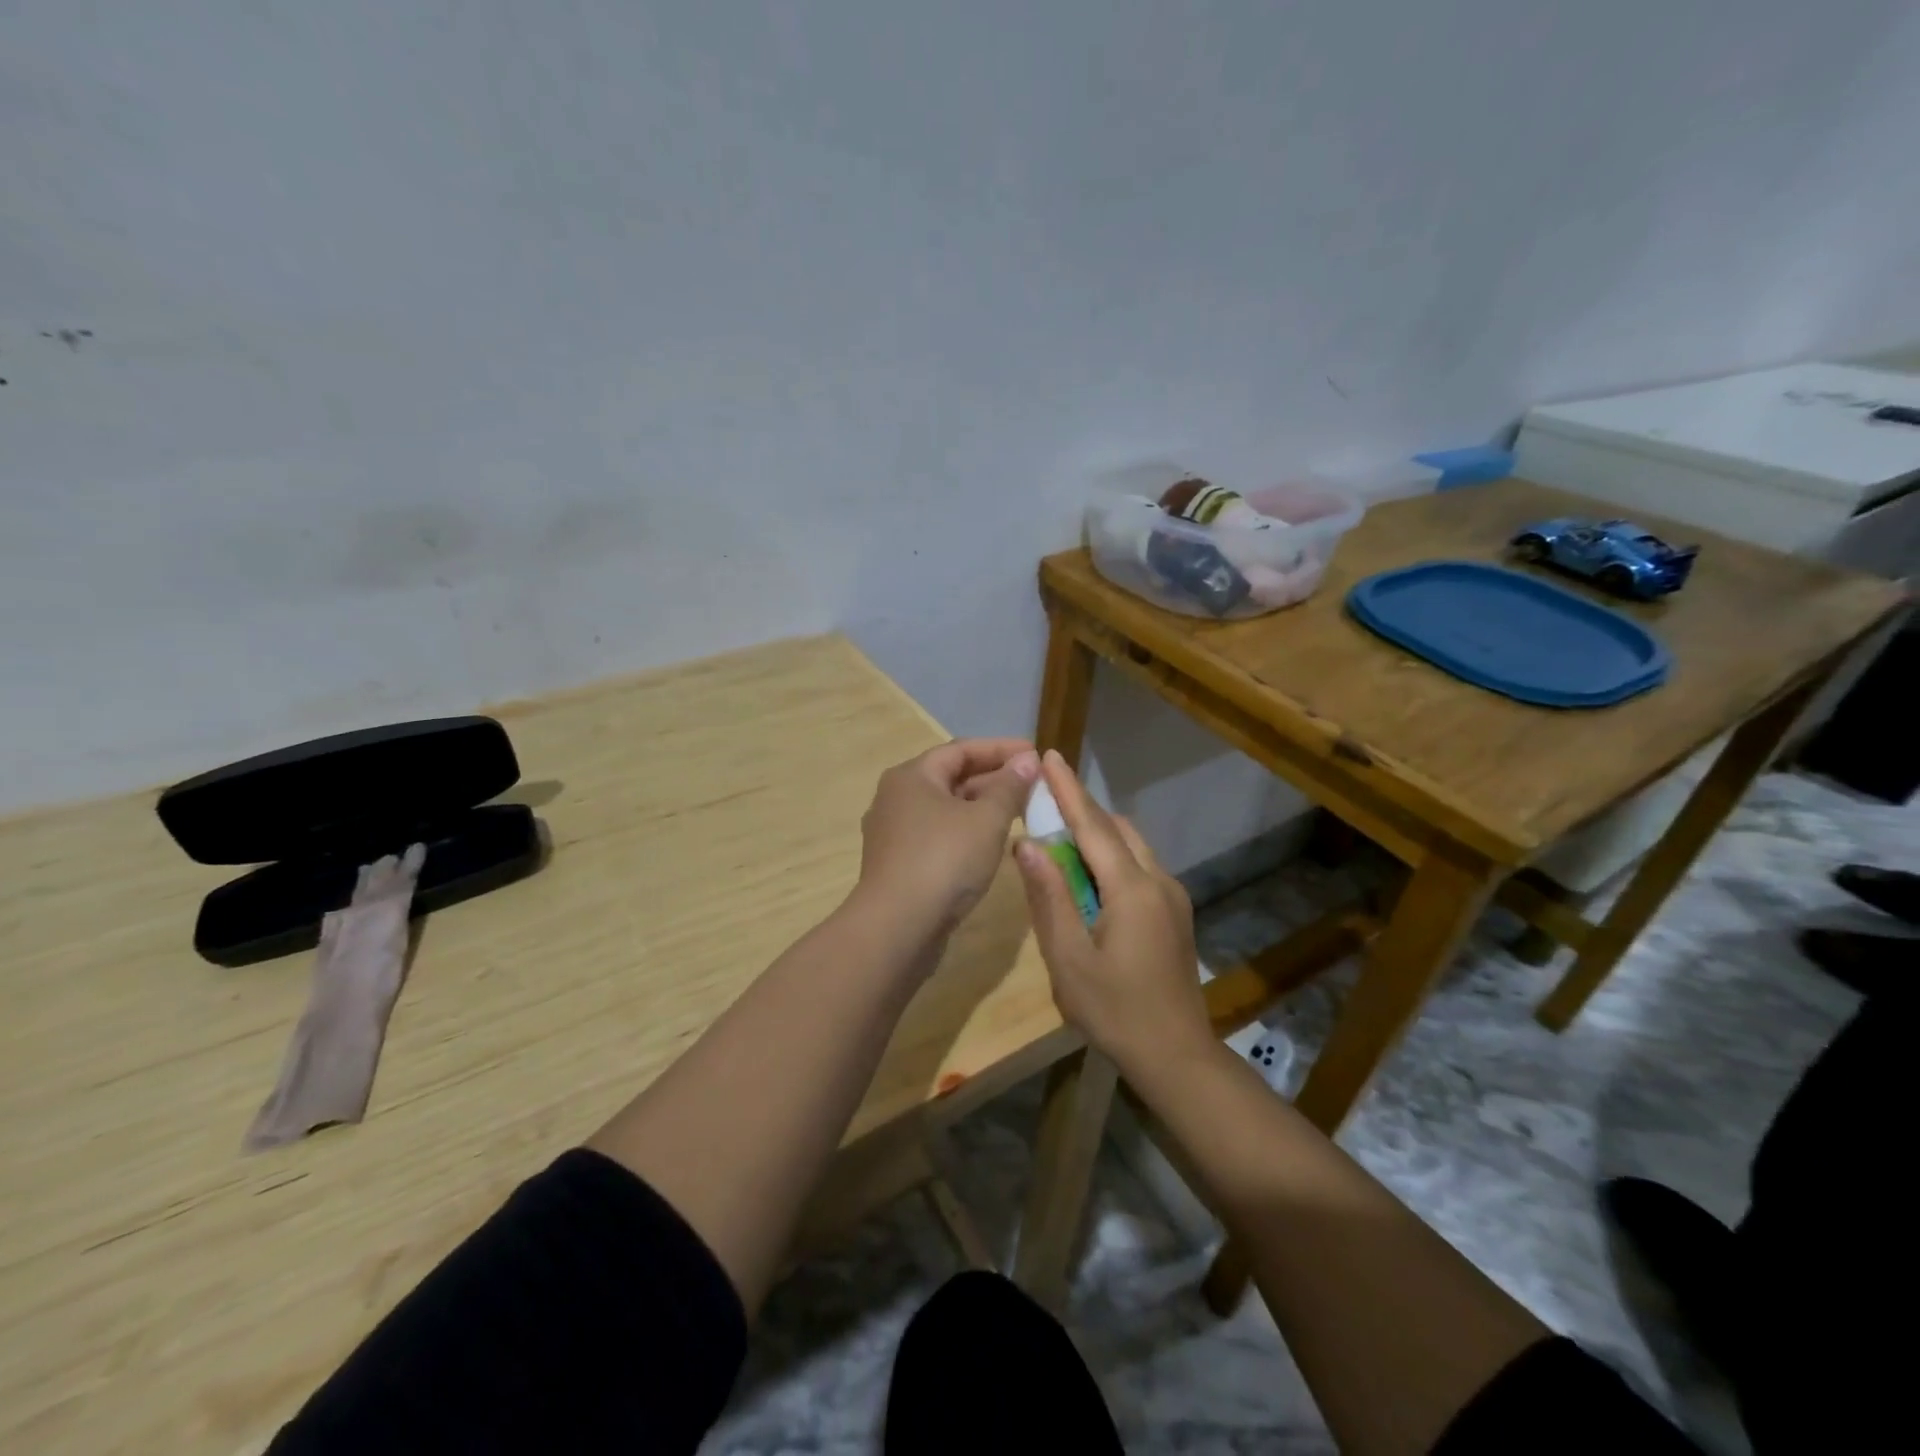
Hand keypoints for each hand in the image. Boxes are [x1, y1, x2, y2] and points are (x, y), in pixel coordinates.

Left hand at [854, 738, 1040, 943]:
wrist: (896, 927)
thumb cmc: (944, 861)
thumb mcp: (986, 820)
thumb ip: (1009, 787)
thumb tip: (1026, 761)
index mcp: (912, 776)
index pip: (961, 749)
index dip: (1001, 749)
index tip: (1035, 753)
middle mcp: (896, 798)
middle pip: (950, 777)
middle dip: (993, 779)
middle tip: (1032, 785)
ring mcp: (893, 833)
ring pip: (945, 809)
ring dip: (981, 807)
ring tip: (1019, 813)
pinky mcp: (898, 864)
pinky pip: (937, 836)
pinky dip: (965, 832)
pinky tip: (989, 845)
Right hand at [1013, 751, 1211, 1074]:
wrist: (1177, 1056)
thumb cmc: (1115, 1011)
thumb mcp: (1068, 958)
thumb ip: (1048, 897)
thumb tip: (1027, 843)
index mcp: (1132, 889)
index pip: (1093, 825)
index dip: (1068, 789)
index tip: (1049, 755)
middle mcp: (1158, 881)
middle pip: (1116, 829)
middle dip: (1081, 809)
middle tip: (1043, 801)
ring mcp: (1173, 897)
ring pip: (1131, 847)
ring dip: (1097, 835)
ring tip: (1058, 840)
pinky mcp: (1175, 914)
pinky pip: (1139, 868)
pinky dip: (1110, 858)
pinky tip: (1087, 880)